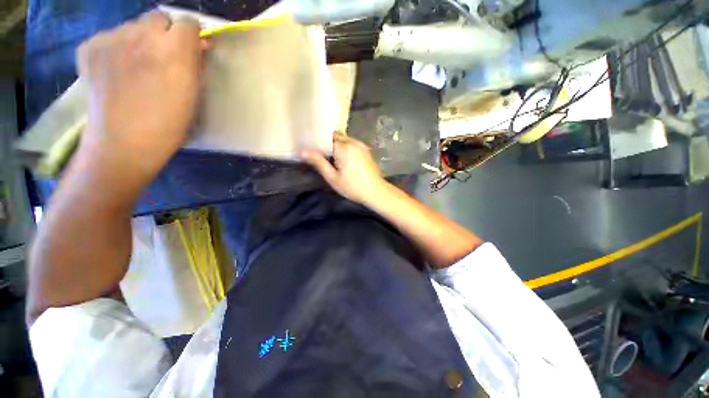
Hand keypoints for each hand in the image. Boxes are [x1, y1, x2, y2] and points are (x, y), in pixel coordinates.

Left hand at [76, 11, 203, 182]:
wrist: (123, 144)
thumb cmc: (169, 125)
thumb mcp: (193, 96)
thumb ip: (196, 66)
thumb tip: (198, 46)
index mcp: (175, 52)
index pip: (188, 23)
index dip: (191, 36)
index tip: (190, 50)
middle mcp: (143, 36)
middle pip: (159, 17)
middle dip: (165, 33)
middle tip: (162, 57)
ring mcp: (112, 38)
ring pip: (133, 26)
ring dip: (139, 40)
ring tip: (136, 67)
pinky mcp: (89, 47)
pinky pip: (109, 36)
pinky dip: (115, 48)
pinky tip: (115, 70)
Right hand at [301, 134, 386, 204]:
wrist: (375, 191)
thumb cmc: (352, 187)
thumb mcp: (333, 177)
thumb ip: (319, 162)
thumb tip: (302, 151)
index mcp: (344, 147)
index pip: (327, 138)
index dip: (319, 142)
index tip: (313, 150)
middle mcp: (353, 142)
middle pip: (336, 137)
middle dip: (328, 143)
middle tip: (321, 155)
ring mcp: (361, 145)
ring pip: (345, 139)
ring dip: (337, 145)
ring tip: (331, 158)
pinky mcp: (366, 150)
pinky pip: (352, 144)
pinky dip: (346, 148)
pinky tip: (343, 159)